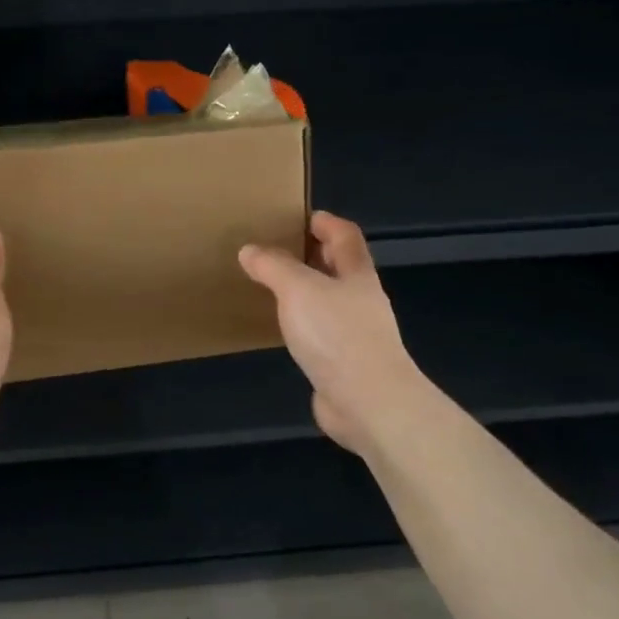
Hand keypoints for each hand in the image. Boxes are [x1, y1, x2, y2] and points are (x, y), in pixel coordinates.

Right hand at [239, 211, 429, 456]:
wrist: (368, 401)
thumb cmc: (336, 335)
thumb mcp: (298, 290)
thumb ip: (273, 267)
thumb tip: (250, 250)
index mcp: (357, 275)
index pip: (346, 236)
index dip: (327, 223)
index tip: (304, 216)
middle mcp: (362, 300)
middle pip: (342, 268)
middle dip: (316, 256)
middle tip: (281, 249)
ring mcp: (358, 335)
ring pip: (332, 302)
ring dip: (309, 292)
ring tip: (276, 288)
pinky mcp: (347, 364)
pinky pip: (324, 334)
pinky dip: (306, 325)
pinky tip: (287, 331)